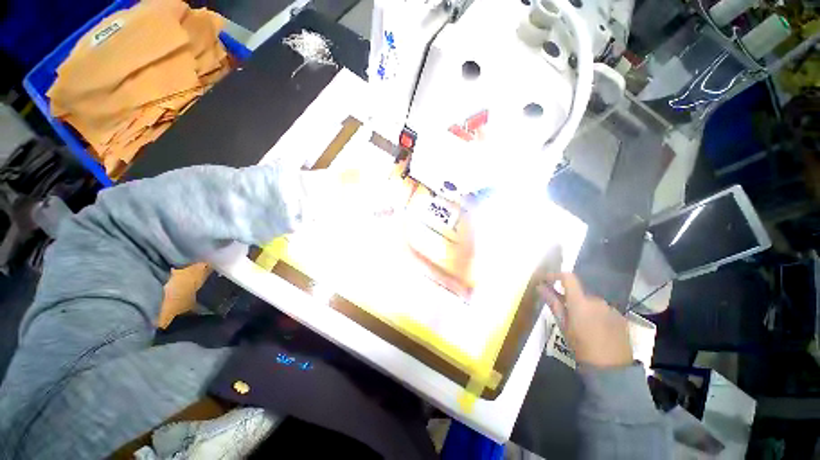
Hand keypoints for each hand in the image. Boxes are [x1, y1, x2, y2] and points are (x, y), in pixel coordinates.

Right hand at [538, 273, 632, 367]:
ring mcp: (611, 309)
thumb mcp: (563, 325)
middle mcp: (597, 300)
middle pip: (579, 294)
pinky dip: (596, 316)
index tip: (547, 280)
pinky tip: (597, 332)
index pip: (568, 277)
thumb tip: (540, 286)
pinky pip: (603, 311)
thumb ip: (553, 303)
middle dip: (571, 300)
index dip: (556, 275)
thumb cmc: (582, 347)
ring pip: (591, 303)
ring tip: (583, 328)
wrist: (612, 369)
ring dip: (584, 309)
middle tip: (566, 317)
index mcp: (580, 302)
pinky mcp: (621, 317)